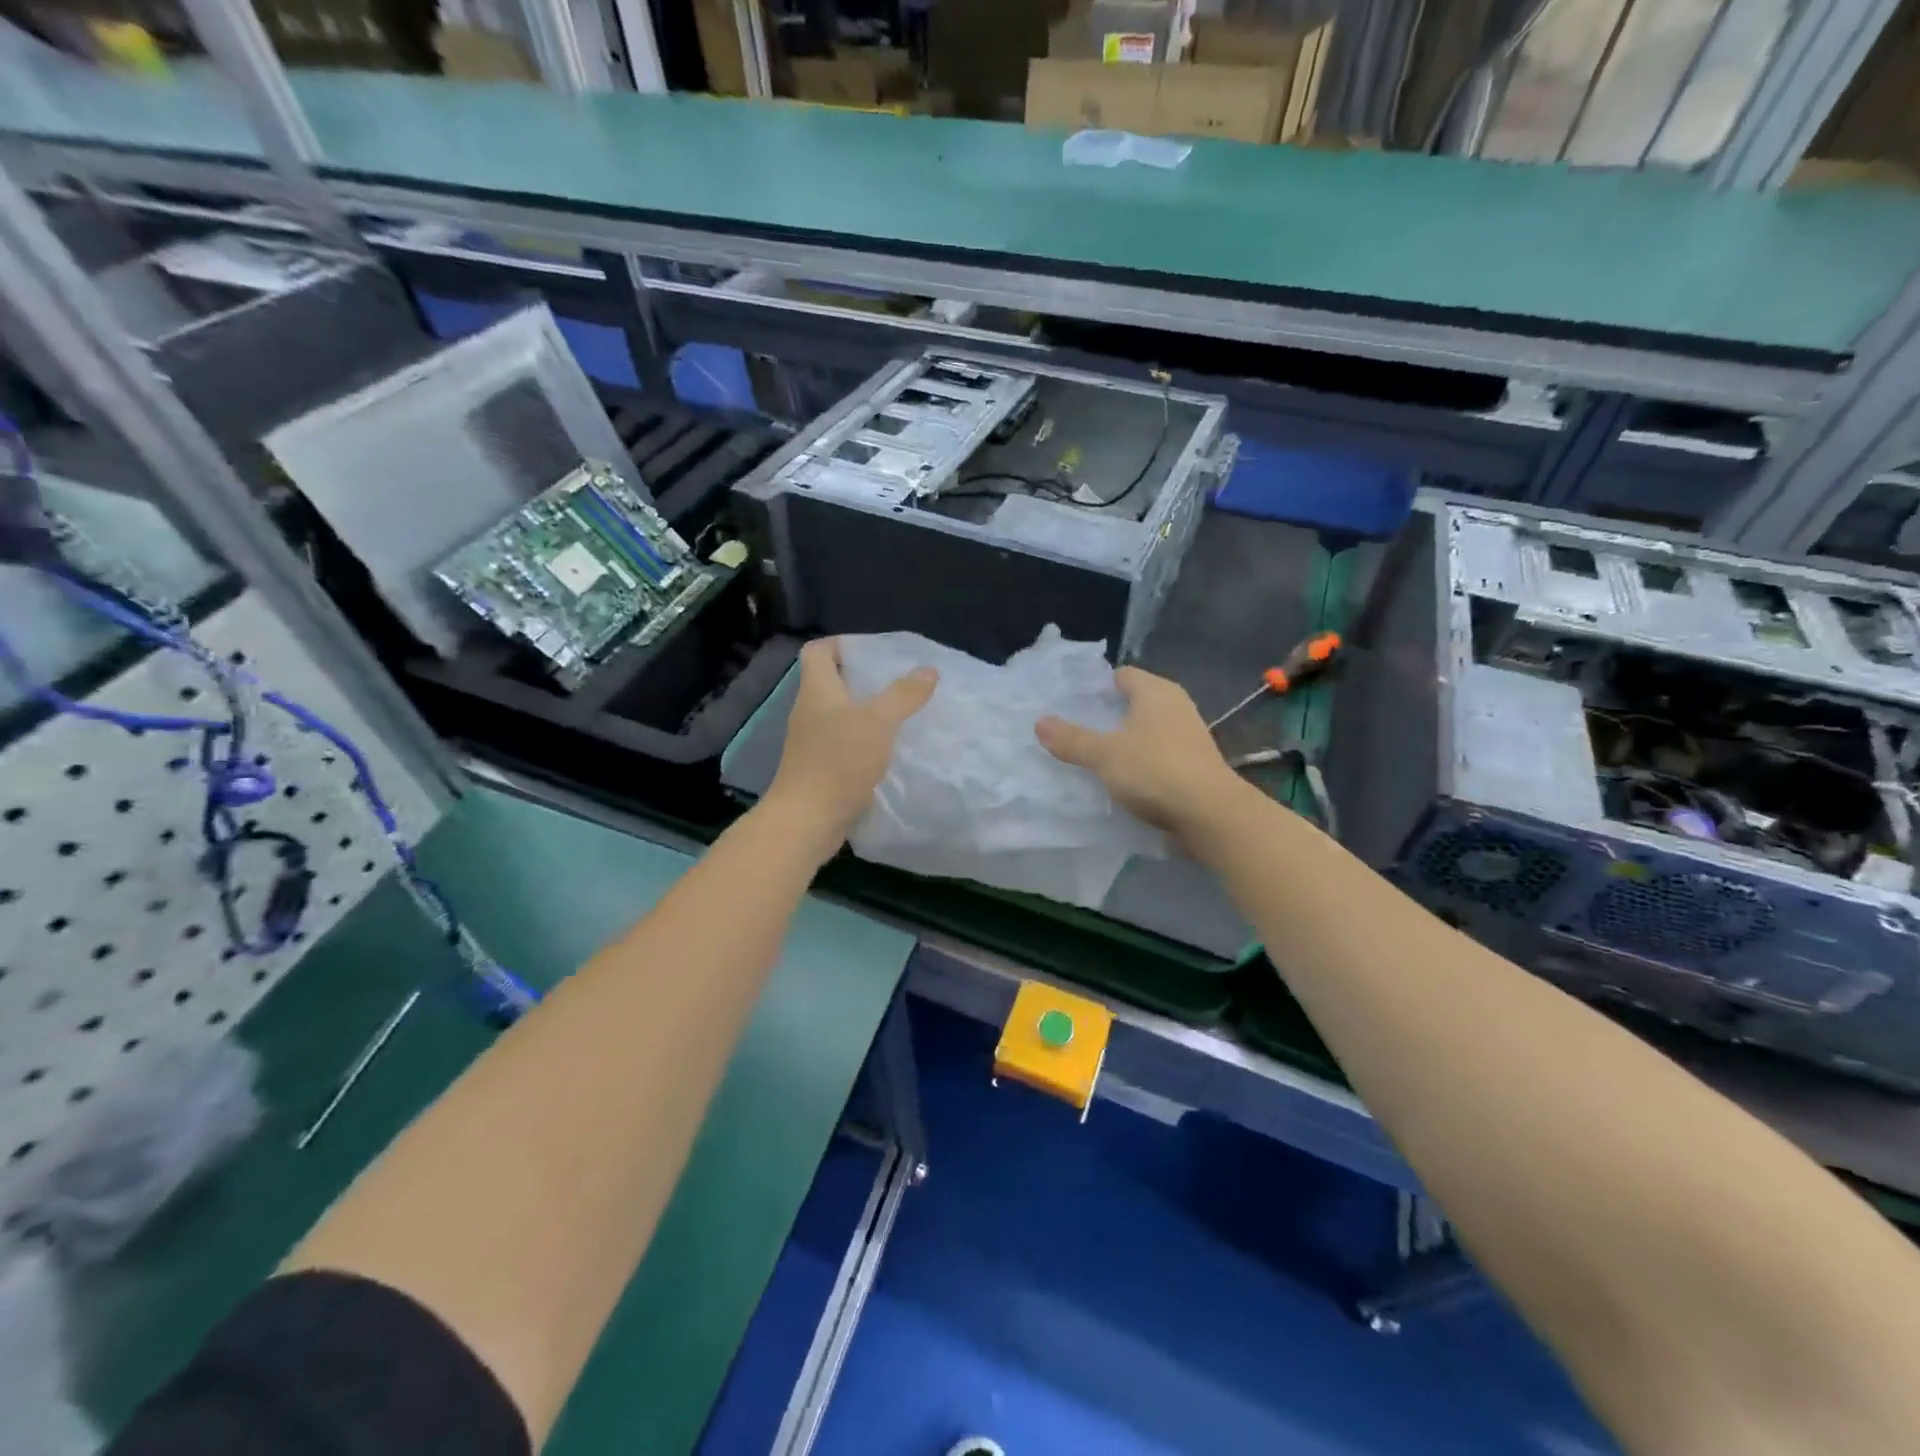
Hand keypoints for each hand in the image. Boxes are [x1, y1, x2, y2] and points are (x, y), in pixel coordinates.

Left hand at [765, 638, 937, 845]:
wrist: (807, 820)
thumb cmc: (839, 761)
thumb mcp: (878, 721)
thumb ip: (903, 694)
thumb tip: (928, 670)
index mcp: (817, 690)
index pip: (817, 650)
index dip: (842, 643)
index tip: (874, 652)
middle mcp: (809, 711)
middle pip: (830, 682)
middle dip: (863, 679)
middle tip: (898, 682)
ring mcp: (811, 742)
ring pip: (839, 715)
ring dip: (866, 712)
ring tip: (900, 714)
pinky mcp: (818, 768)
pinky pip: (842, 744)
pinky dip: (863, 741)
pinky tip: (888, 750)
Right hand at [1035, 667, 1247, 848]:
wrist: (1209, 814)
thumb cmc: (1154, 770)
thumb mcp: (1104, 755)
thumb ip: (1072, 739)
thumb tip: (1040, 722)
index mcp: (1155, 691)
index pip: (1121, 675)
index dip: (1096, 687)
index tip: (1071, 705)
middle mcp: (1176, 705)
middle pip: (1134, 703)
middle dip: (1107, 716)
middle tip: (1074, 731)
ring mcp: (1189, 734)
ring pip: (1146, 730)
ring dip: (1124, 741)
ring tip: (1093, 757)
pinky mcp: (1194, 763)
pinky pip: (1158, 753)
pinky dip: (1141, 761)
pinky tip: (1123, 779)